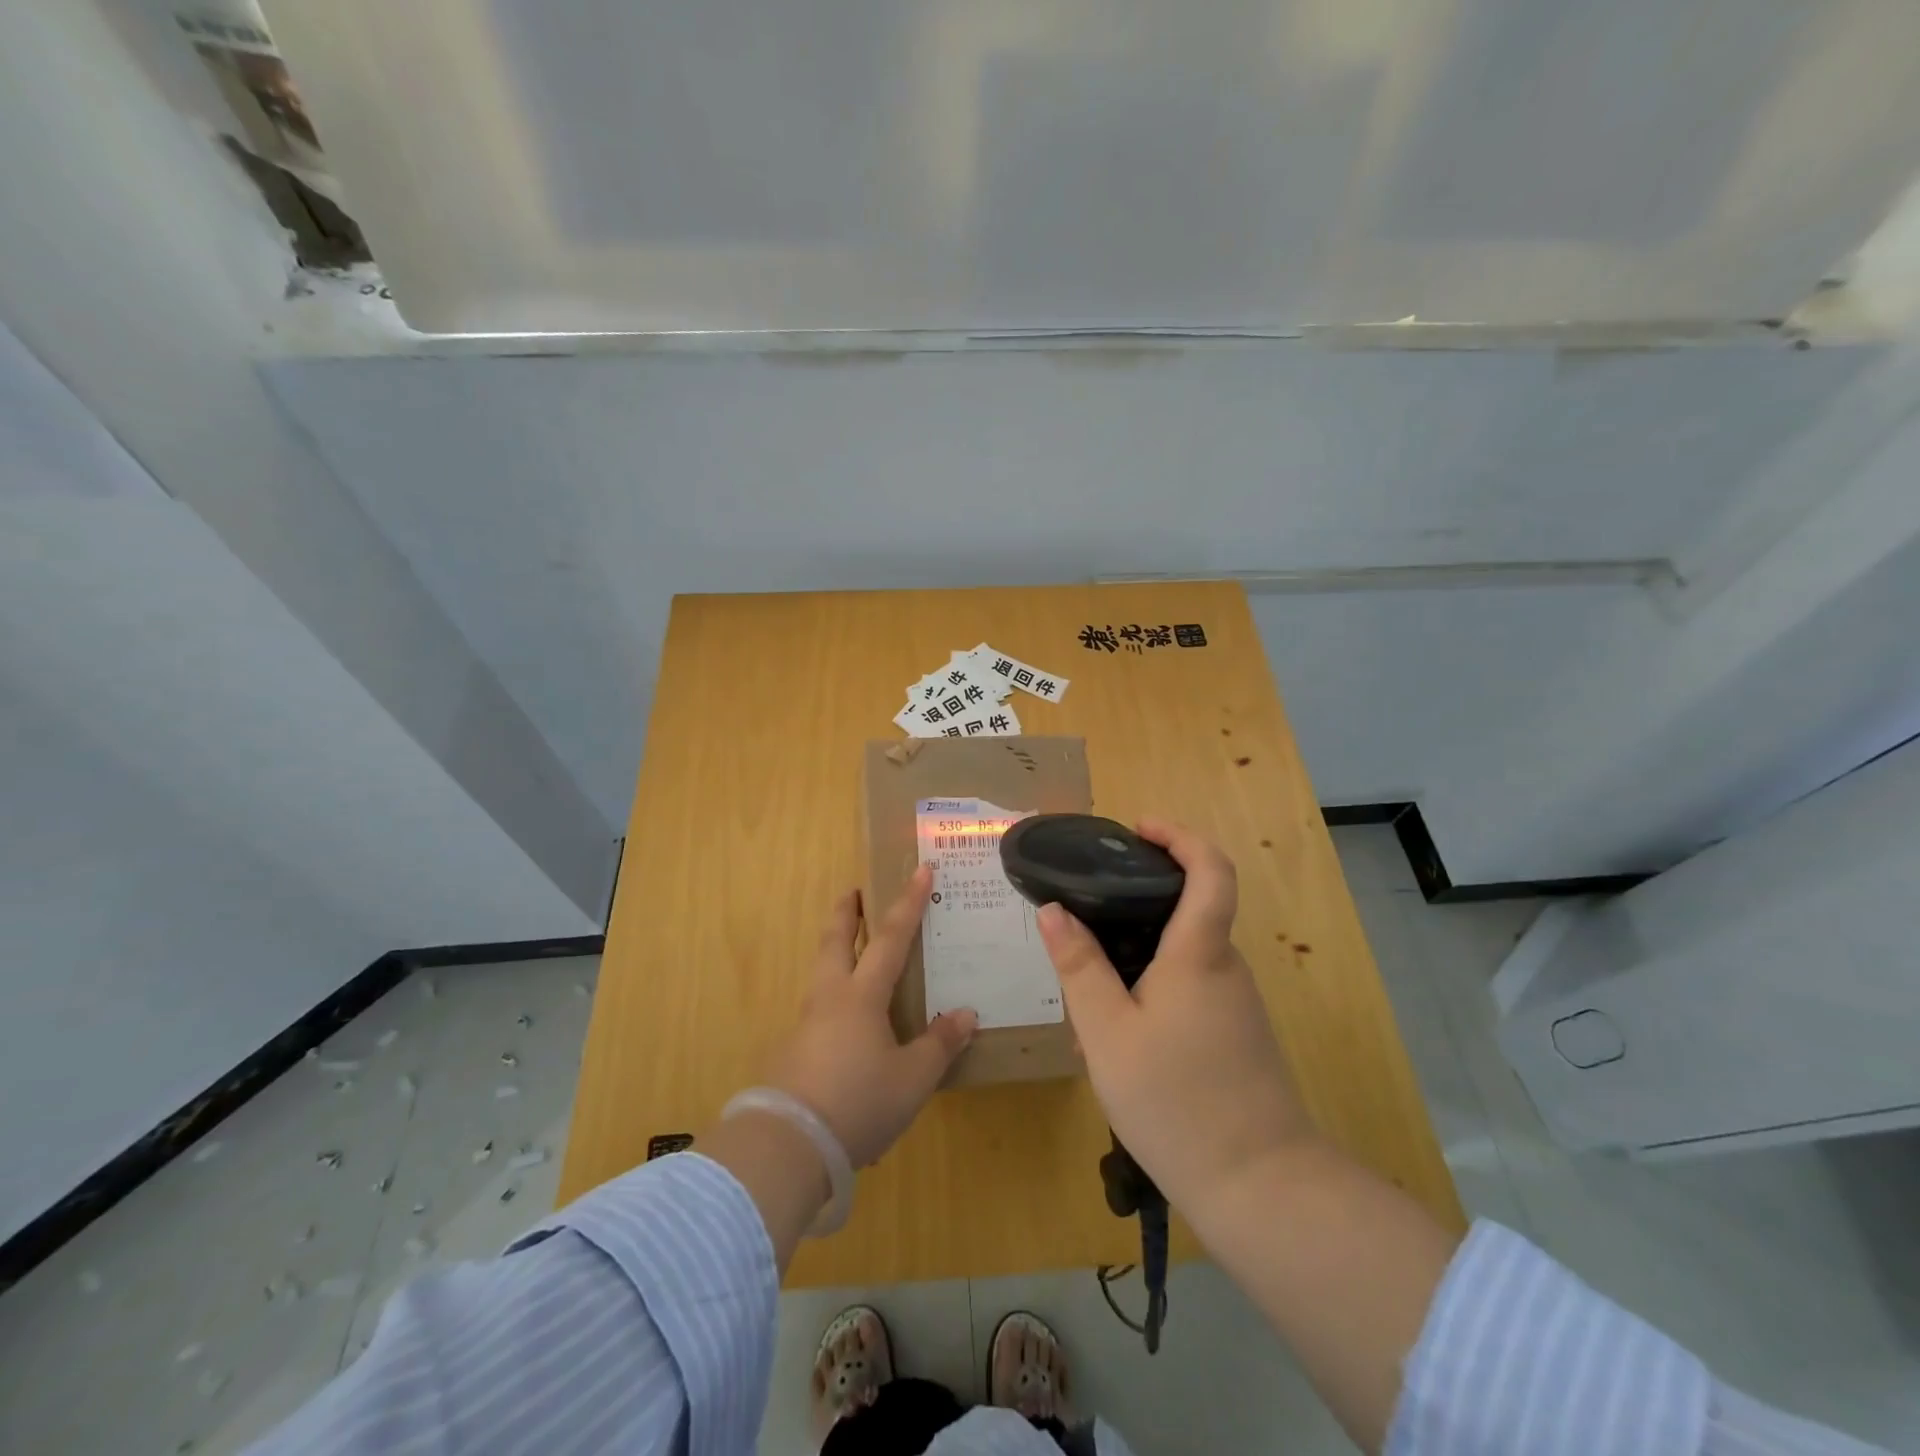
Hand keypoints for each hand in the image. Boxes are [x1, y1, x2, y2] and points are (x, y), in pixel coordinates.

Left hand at [765, 866, 977, 1167]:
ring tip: (849, 948)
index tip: (920, 871)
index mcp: (861, 996)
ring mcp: (807, 1023)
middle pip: (835, 941)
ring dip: (834, 948)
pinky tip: (844, 1017)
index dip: (908, 904)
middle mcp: (830, 998)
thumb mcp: (912, 1078)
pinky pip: (818, 1006)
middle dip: (846, 912)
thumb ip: (939, 1044)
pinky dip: (832, 991)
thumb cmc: (858, 1102)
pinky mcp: (793, 1050)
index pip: (890, 938)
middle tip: (853, 890)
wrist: (788, 1144)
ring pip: (821, 970)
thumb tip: (965, 1014)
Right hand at [1036, 820, 1313, 1211]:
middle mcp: (1225, 967)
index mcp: (1199, 952)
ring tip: (1088, 1004)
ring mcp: (1236, 1004)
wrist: (1260, 1187)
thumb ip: (1079, 967)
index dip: (1179, 836)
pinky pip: (1189, 993)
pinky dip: (1151, 994)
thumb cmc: (1175, 1100)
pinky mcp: (1237, 1035)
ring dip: (1136, 963)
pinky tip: (1119, 1042)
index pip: (1210, 869)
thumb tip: (1054, 910)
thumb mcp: (1107, 1032)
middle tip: (1082, 929)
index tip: (1139, 829)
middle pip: (1186, 912)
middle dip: (1134, 910)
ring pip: (1180, 960)